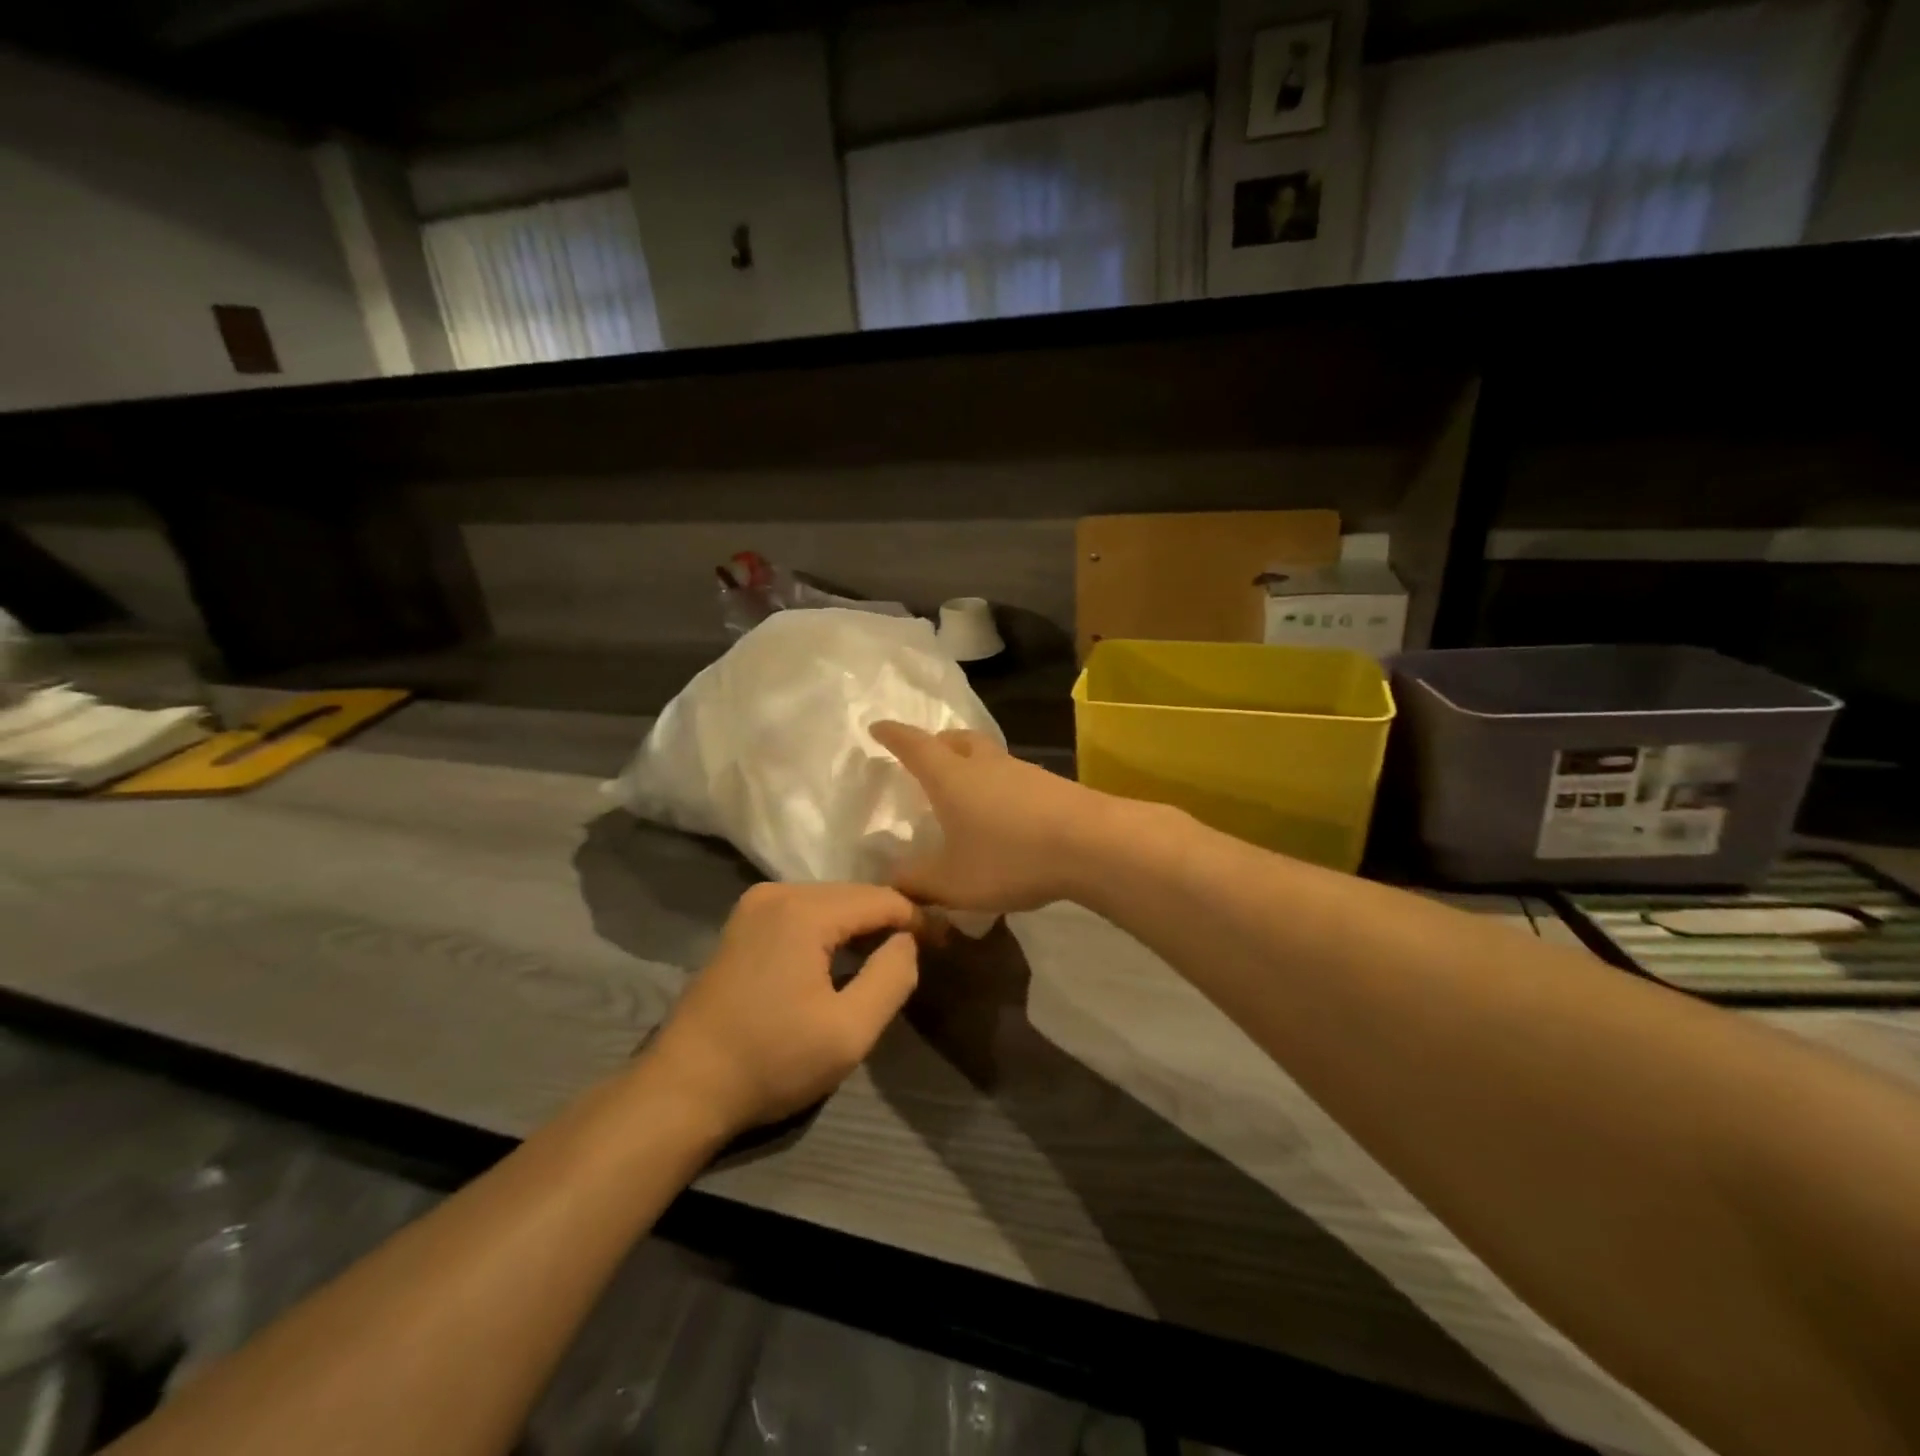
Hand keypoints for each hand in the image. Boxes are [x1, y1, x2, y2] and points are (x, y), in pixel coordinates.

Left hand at [646, 883, 921, 1134]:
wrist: (684, 1087)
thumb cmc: (772, 1061)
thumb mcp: (849, 1031)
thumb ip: (892, 977)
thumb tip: (908, 940)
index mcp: (804, 911)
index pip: (881, 899)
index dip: (918, 919)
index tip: (945, 944)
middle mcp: (778, 892)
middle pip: (854, 895)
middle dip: (889, 920)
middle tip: (921, 953)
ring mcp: (755, 905)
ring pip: (830, 901)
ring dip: (860, 925)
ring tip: (887, 956)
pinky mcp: (743, 923)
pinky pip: (803, 912)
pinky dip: (830, 929)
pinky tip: (841, 956)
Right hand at [870, 722, 1106, 913]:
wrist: (1091, 844)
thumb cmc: (1009, 856)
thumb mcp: (952, 881)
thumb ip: (917, 882)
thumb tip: (891, 881)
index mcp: (951, 777)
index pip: (914, 745)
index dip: (893, 735)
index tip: (878, 727)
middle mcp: (985, 764)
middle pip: (956, 740)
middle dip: (936, 743)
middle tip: (927, 756)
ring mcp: (1022, 771)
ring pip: (988, 756)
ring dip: (971, 764)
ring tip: (965, 790)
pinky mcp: (1051, 785)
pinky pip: (1013, 777)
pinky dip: (999, 786)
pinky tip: (1004, 815)